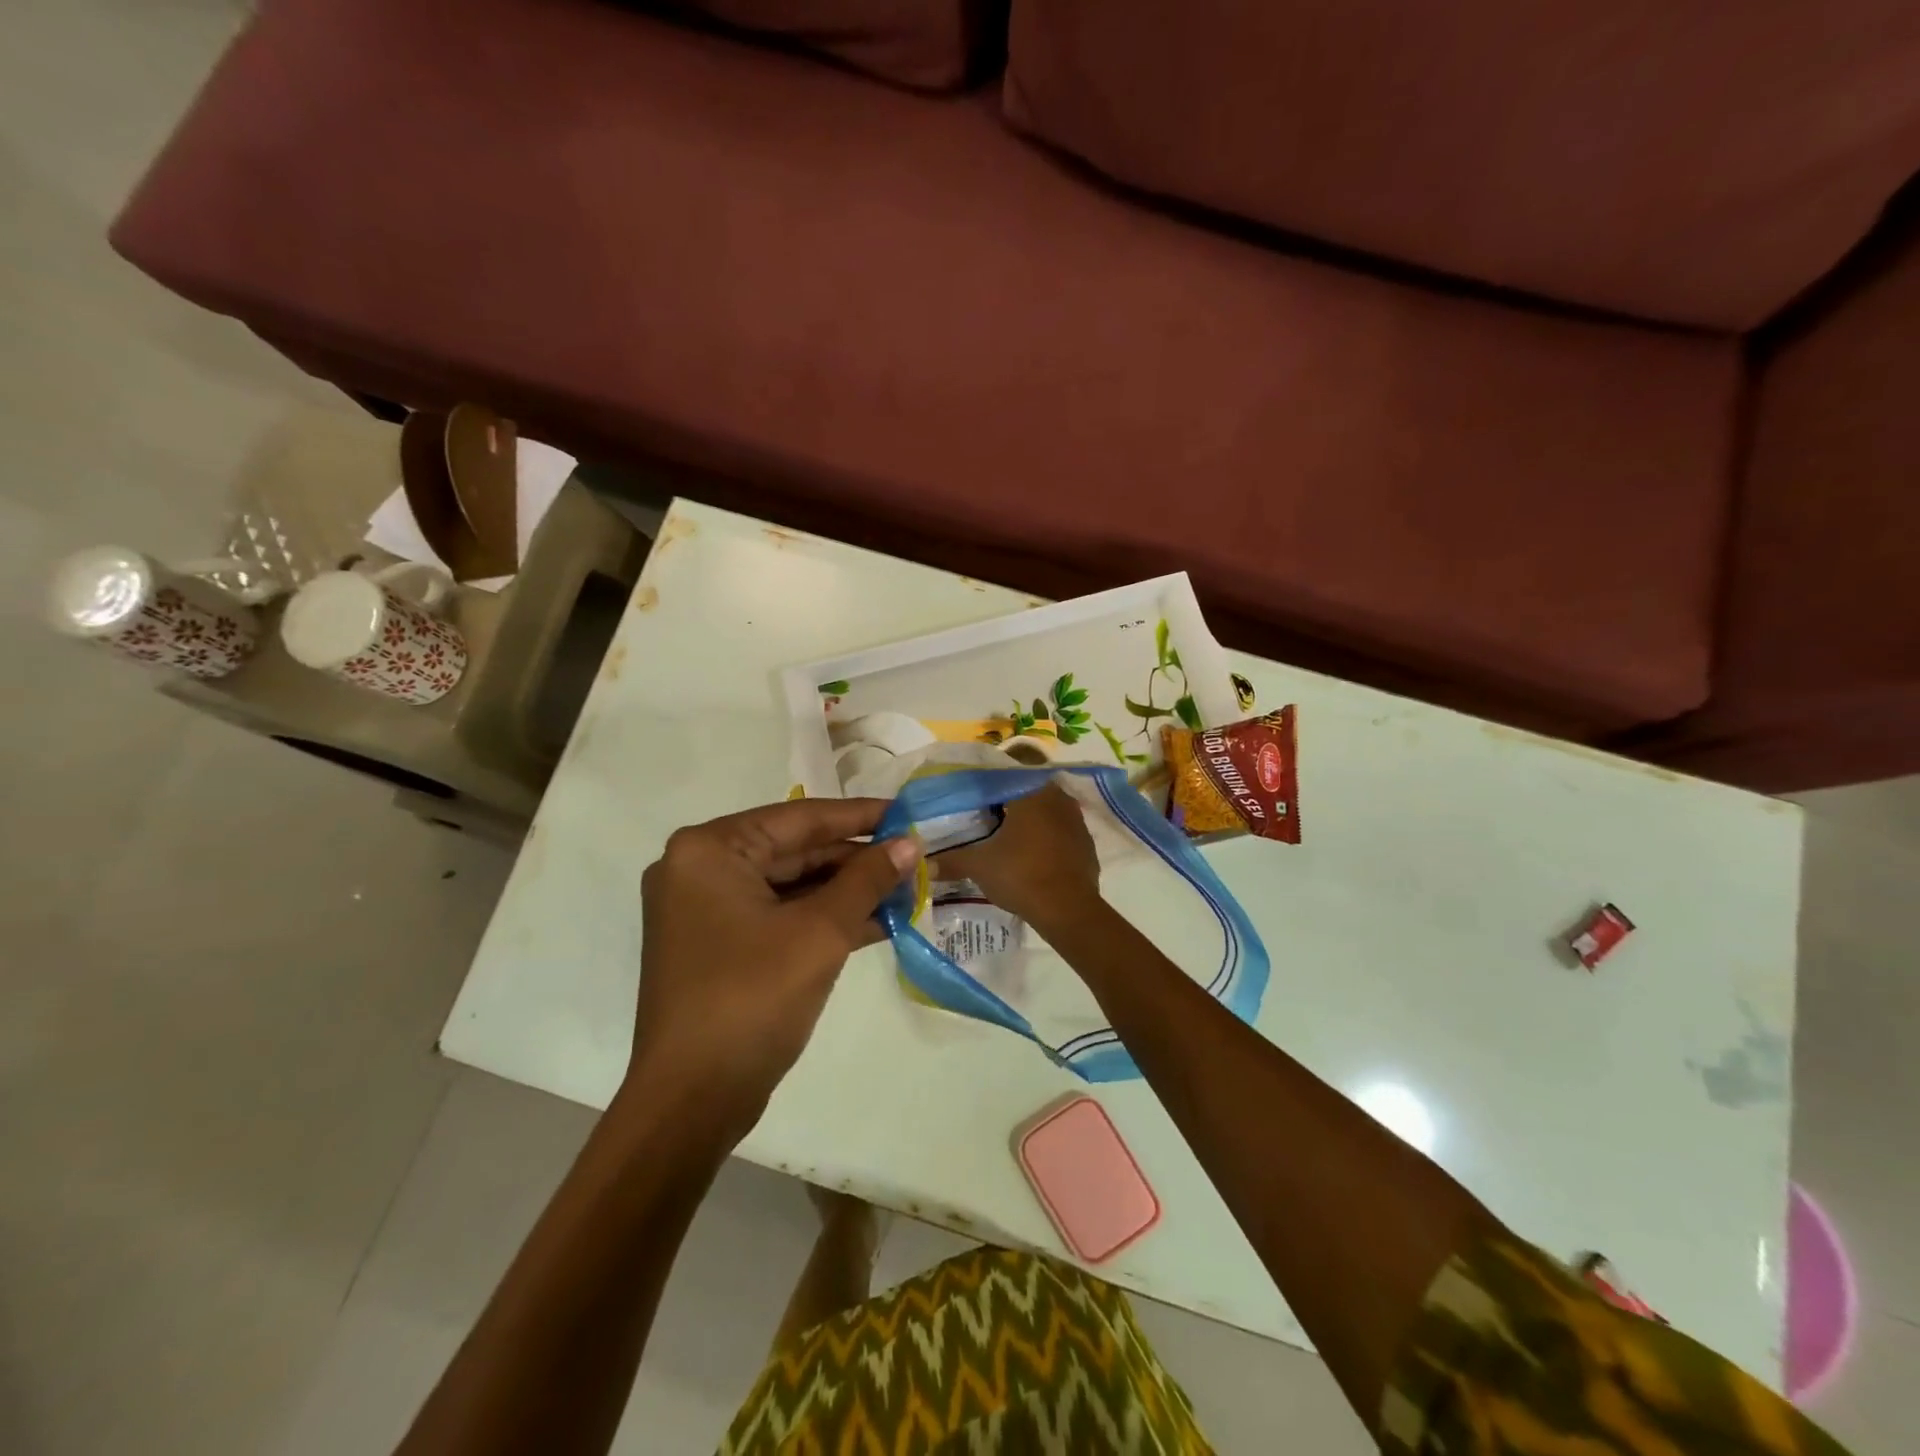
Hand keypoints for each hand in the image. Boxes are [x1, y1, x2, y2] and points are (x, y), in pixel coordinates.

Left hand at [627, 798, 920, 1137]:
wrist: (691, 1101)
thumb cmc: (752, 999)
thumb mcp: (820, 932)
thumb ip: (867, 880)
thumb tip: (909, 844)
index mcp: (710, 850)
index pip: (800, 818)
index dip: (859, 816)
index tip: (907, 813)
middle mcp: (701, 869)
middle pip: (795, 850)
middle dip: (856, 859)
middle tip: (913, 857)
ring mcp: (707, 910)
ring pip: (791, 885)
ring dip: (846, 891)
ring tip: (906, 888)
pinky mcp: (720, 945)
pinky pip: (780, 916)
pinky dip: (824, 918)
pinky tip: (878, 921)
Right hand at [932, 782, 1101, 933]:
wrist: (1068, 910)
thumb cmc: (1021, 876)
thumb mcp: (979, 866)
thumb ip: (951, 860)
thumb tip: (923, 862)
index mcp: (1031, 793)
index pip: (1003, 777)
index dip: (985, 788)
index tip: (970, 800)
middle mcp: (1057, 798)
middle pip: (1026, 792)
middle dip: (1007, 803)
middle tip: (985, 817)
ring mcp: (1076, 820)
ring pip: (1046, 811)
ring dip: (1029, 819)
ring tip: (1006, 836)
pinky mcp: (1086, 843)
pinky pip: (1061, 831)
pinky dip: (1046, 837)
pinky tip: (1032, 854)